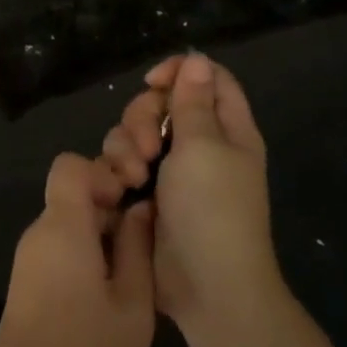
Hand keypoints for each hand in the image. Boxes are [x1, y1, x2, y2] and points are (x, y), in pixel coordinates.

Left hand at [0, 152, 156, 346]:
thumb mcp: (133, 305)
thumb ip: (138, 248)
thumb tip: (141, 208)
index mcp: (62, 226)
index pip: (70, 165)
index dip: (102, 172)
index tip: (130, 201)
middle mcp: (39, 233)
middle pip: (71, 194)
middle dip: (108, 206)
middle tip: (142, 245)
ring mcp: (28, 261)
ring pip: (67, 224)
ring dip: (100, 235)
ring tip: (132, 276)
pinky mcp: (26, 286)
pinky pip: (58, 250)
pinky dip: (84, 256)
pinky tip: (108, 297)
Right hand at [102, 52, 284, 346]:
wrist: (207, 287)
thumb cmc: (213, 209)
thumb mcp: (204, 146)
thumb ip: (194, 101)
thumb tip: (198, 59)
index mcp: (227, 129)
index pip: (207, 78)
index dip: (179, 71)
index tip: (153, 82)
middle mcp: (200, 144)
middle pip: (162, 102)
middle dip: (144, 115)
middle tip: (148, 145)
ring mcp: (173, 170)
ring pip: (136, 131)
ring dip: (127, 144)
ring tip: (133, 175)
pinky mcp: (148, 193)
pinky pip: (124, 161)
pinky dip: (118, 167)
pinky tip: (120, 188)